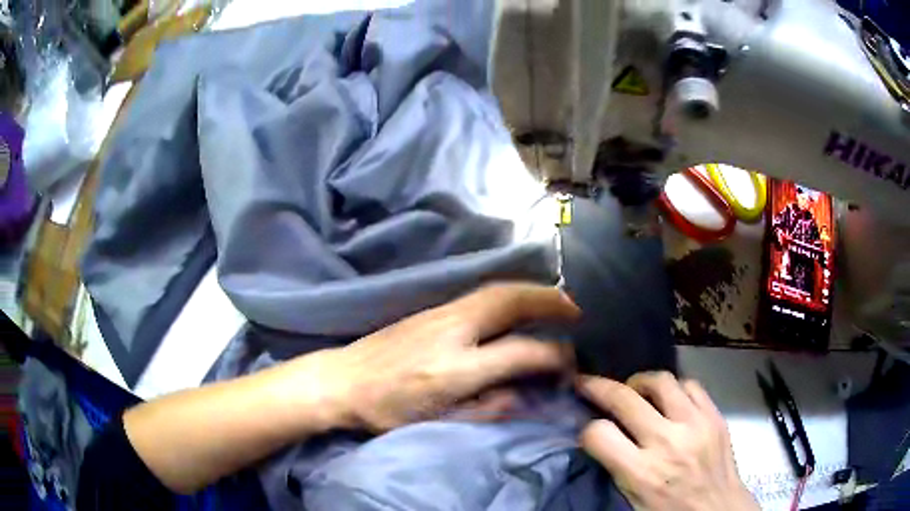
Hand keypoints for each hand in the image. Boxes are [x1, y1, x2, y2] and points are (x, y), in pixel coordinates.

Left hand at [307, 283, 579, 431]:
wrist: (341, 380)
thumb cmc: (386, 411)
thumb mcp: (438, 423)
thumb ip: (487, 408)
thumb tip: (522, 393)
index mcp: (456, 369)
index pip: (521, 352)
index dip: (553, 356)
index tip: (568, 363)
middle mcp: (453, 331)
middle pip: (511, 301)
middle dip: (550, 300)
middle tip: (575, 309)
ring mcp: (440, 314)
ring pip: (497, 290)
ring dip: (532, 292)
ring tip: (555, 301)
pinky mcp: (431, 309)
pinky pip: (482, 294)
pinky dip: (510, 294)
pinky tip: (517, 303)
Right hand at [577, 372, 758, 510]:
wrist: (718, 510)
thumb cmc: (669, 510)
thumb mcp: (633, 498)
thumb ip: (617, 465)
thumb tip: (601, 435)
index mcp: (642, 473)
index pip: (598, 434)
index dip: (587, 430)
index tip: (588, 429)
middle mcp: (667, 442)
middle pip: (625, 399)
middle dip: (599, 387)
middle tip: (589, 383)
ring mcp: (695, 424)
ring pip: (660, 381)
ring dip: (640, 382)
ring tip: (636, 391)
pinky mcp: (715, 415)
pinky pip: (691, 384)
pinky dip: (674, 387)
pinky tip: (670, 399)